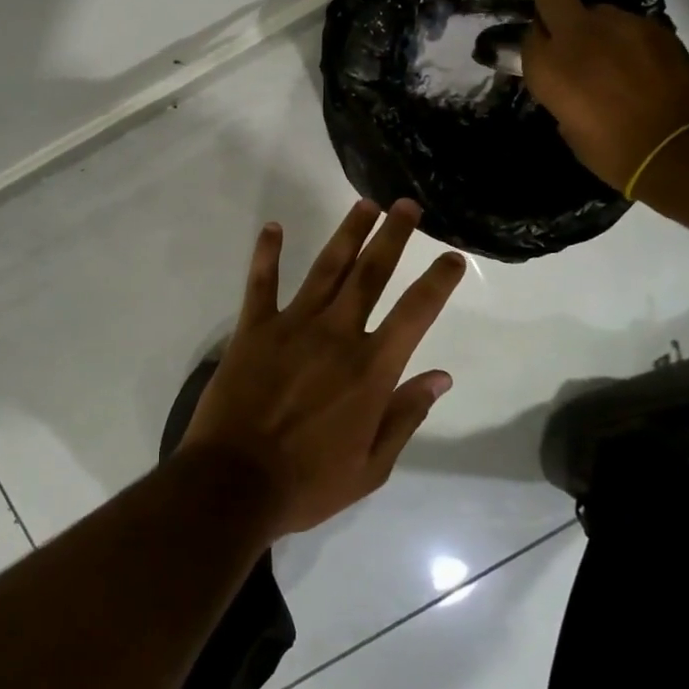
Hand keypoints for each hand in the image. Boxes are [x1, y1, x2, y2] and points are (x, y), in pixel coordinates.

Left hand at [182, 199, 467, 536]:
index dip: (438, 282)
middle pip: (371, 274)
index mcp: (370, 369)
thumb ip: (405, 415)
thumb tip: (441, 377)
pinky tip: (274, 228)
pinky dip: (267, 254)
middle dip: (393, 236)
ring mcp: (292, 326)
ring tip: (364, 204)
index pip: (416, 314)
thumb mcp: (371, 466)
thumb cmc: (308, 483)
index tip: (453, 257)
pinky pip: (261, 283)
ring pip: (326, 268)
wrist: (234, 484)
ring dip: (347, 233)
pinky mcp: (253, 329)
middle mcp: (336, 335)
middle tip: (406, 205)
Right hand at [519, 0, 688, 192]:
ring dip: (599, 30)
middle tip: (567, 34)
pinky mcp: (656, 27)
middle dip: (553, 6)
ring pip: (597, 11)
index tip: (548, 61)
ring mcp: (620, 25)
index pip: (529, 35)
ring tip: (615, 62)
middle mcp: (577, 35)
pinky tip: (643, 69)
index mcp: (548, 65)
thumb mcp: (569, 126)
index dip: (539, 46)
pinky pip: (631, 26)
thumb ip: (562, 92)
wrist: (679, 150)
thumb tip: (570, 84)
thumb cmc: (612, 152)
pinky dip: (631, 41)